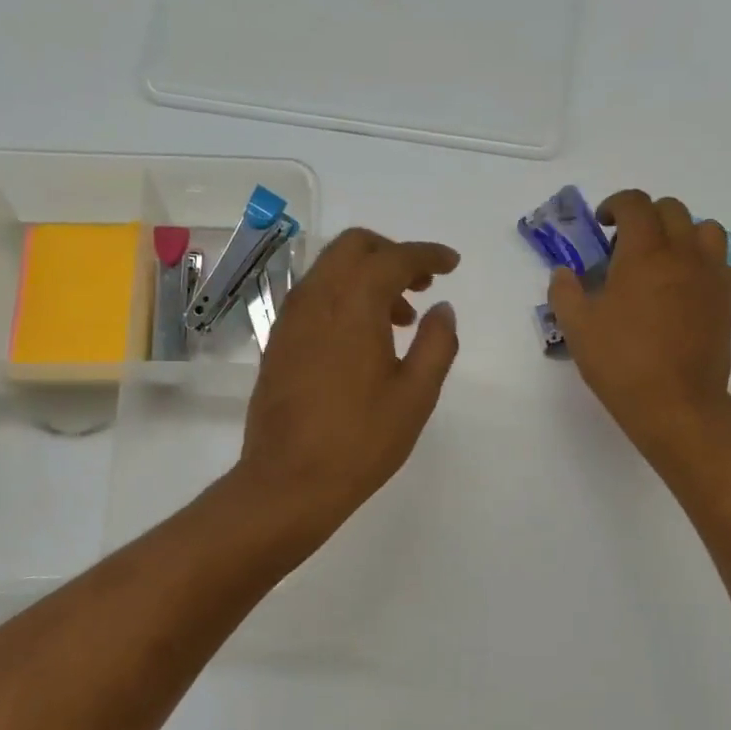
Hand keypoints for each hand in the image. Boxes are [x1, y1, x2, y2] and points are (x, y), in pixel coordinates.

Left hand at [239, 228, 459, 532]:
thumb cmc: (360, 441)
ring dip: (367, 276)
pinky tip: (364, 338)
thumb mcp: (416, 395)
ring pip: (331, 269)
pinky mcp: (278, 341)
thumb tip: (443, 309)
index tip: (452, 264)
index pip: (393, 258)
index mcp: (353, 304)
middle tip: (423, 284)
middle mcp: (316, 298)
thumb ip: (437, 344)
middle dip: (392, 254)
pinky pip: (315, 296)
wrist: (288, 482)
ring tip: (401, 318)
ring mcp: (290, 319)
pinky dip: (344, 297)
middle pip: (354, 247)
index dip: (427, 254)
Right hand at [549, 190, 730, 464]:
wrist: (677, 404)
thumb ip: (565, 292)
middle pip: (671, 210)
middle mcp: (682, 253)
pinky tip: (679, 287)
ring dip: (679, 232)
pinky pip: (717, 259)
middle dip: (645, 217)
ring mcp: (710, 274)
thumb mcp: (578, 328)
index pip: (635, 204)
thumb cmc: (622, 363)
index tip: (602, 224)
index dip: (615, 205)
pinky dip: (698, 259)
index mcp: (644, 253)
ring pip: (703, 229)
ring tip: (660, 260)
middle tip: (624, 246)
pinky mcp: (726, 298)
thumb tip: (563, 273)